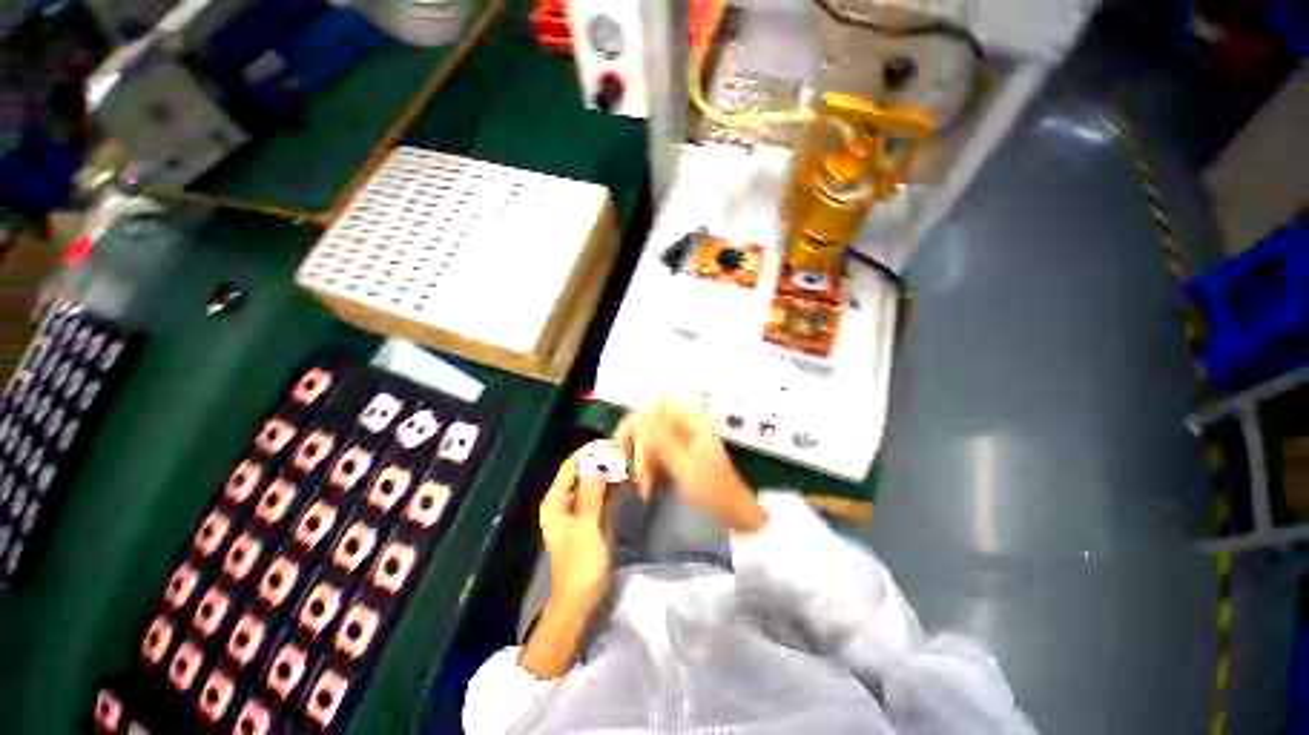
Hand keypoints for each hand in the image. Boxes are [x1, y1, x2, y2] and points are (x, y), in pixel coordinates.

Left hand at [539, 442, 612, 610]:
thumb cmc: (581, 567)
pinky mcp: (592, 517)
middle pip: (583, 470)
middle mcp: (565, 501)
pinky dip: (612, 484)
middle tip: (625, 448)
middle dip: (602, 458)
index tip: (612, 441)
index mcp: (556, 502)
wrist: (581, 602)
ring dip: (609, 470)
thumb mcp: (588, 528)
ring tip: (629, 458)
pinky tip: (627, 476)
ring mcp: (579, 509)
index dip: (590, 451)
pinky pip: (601, 493)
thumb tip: (598, 462)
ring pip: (594, 481)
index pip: (571, 465)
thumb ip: (593, 494)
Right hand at [614, 403, 767, 532]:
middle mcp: (686, 425)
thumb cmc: (713, 490)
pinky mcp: (680, 454)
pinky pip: (658, 455)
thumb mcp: (684, 466)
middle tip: (636, 475)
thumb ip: (663, 438)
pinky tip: (649, 488)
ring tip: (644, 488)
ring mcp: (683, 439)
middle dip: (641, 451)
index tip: (619, 443)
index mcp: (691, 420)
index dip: (634, 423)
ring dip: (644, 464)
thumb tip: (646, 411)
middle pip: (650, 426)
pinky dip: (651, 470)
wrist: (734, 514)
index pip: (654, 408)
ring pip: (651, 442)